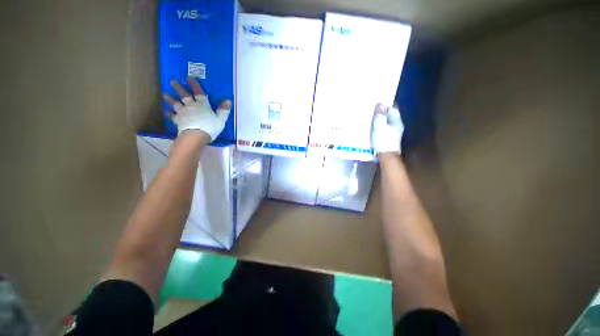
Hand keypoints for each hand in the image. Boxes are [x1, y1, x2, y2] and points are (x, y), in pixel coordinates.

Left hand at [163, 77, 231, 140]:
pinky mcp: (178, 121)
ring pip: (176, 104)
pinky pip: (173, 116)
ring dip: (171, 99)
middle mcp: (191, 106)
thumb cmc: (210, 127)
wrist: (195, 136)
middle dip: (179, 88)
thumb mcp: (220, 119)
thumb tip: (228, 101)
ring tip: (165, 94)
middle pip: (184, 95)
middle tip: (172, 81)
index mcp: (202, 105)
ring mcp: (183, 113)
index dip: (194, 84)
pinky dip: (170, 114)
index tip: (189, 77)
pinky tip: (167, 112)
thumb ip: (223, 110)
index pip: (198, 92)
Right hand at [371, 103, 403, 155]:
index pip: (393, 108)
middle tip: (373, 109)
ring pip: (388, 122)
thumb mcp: (380, 126)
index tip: (378, 101)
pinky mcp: (390, 138)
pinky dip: (380, 126)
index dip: (386, 104)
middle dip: (383, 111)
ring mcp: (395, 132)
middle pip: (391, 115)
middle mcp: (397, 125)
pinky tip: (374, 127)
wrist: (386, 156)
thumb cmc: (383, 140)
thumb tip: (381, 104)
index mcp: (396, 121)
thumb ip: (380, 116)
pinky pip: (385, 128)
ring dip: (381, 119)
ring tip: (372, 117)